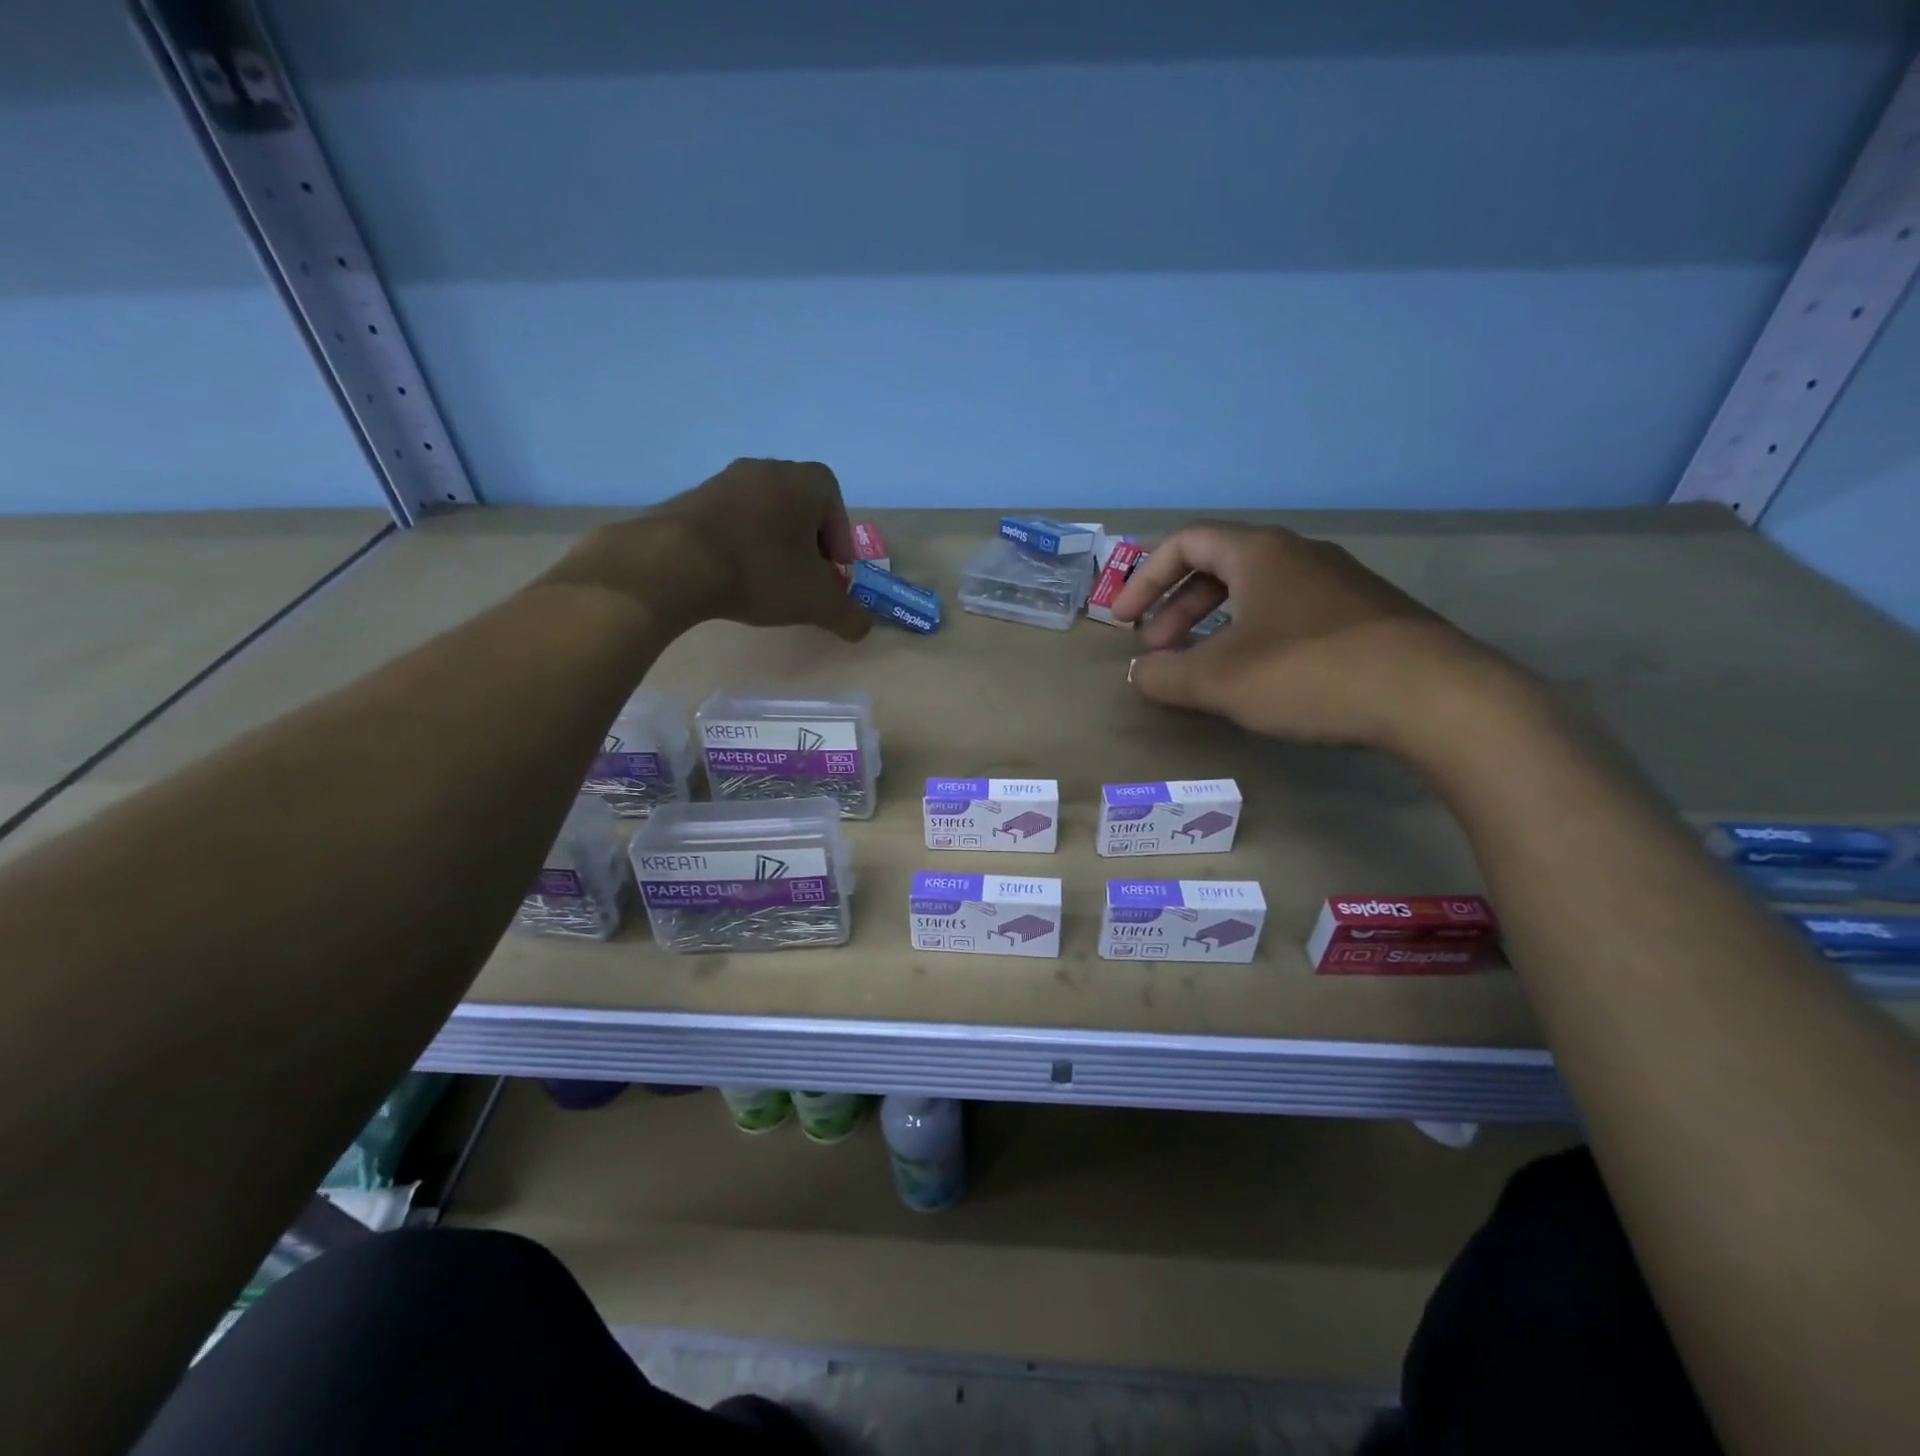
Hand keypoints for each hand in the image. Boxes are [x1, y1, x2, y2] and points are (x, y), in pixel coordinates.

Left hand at [541, 459, 871, 641]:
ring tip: (769, 580)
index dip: (838, 535)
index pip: (833, 498)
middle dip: (807, 540)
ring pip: (762, 511)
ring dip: (772, 542)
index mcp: (802, 481)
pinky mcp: (690, 499)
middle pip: (798, 503)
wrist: (675, 564)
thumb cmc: (761, 573)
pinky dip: (740, 543)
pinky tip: (734, 576)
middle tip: (806, 577)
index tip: (833, 569)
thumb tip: (863, 627)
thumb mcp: (817, 603)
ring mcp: (723, 480)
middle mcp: (765, 469)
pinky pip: (729, 519)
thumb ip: (848, 615)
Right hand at [1111, 521, 1524, 756]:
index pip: (1185, 542)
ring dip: (1214, 624)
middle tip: (1157, 650)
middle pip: (1218, 566)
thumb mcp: (1219, 680)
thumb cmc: (1310, 673)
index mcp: (1259, 552)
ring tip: (1200, 668)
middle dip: (1176, 607)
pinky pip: (1288, 612)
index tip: (1123, 622)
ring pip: (1255, 592)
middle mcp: (1298, 555)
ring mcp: (1337, 583)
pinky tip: (1257, 677)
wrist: (1435, 697)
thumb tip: (1140, 673)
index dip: (1144, 579)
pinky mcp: (1364, 615)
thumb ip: (1166, 676)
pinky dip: (1253, 635)